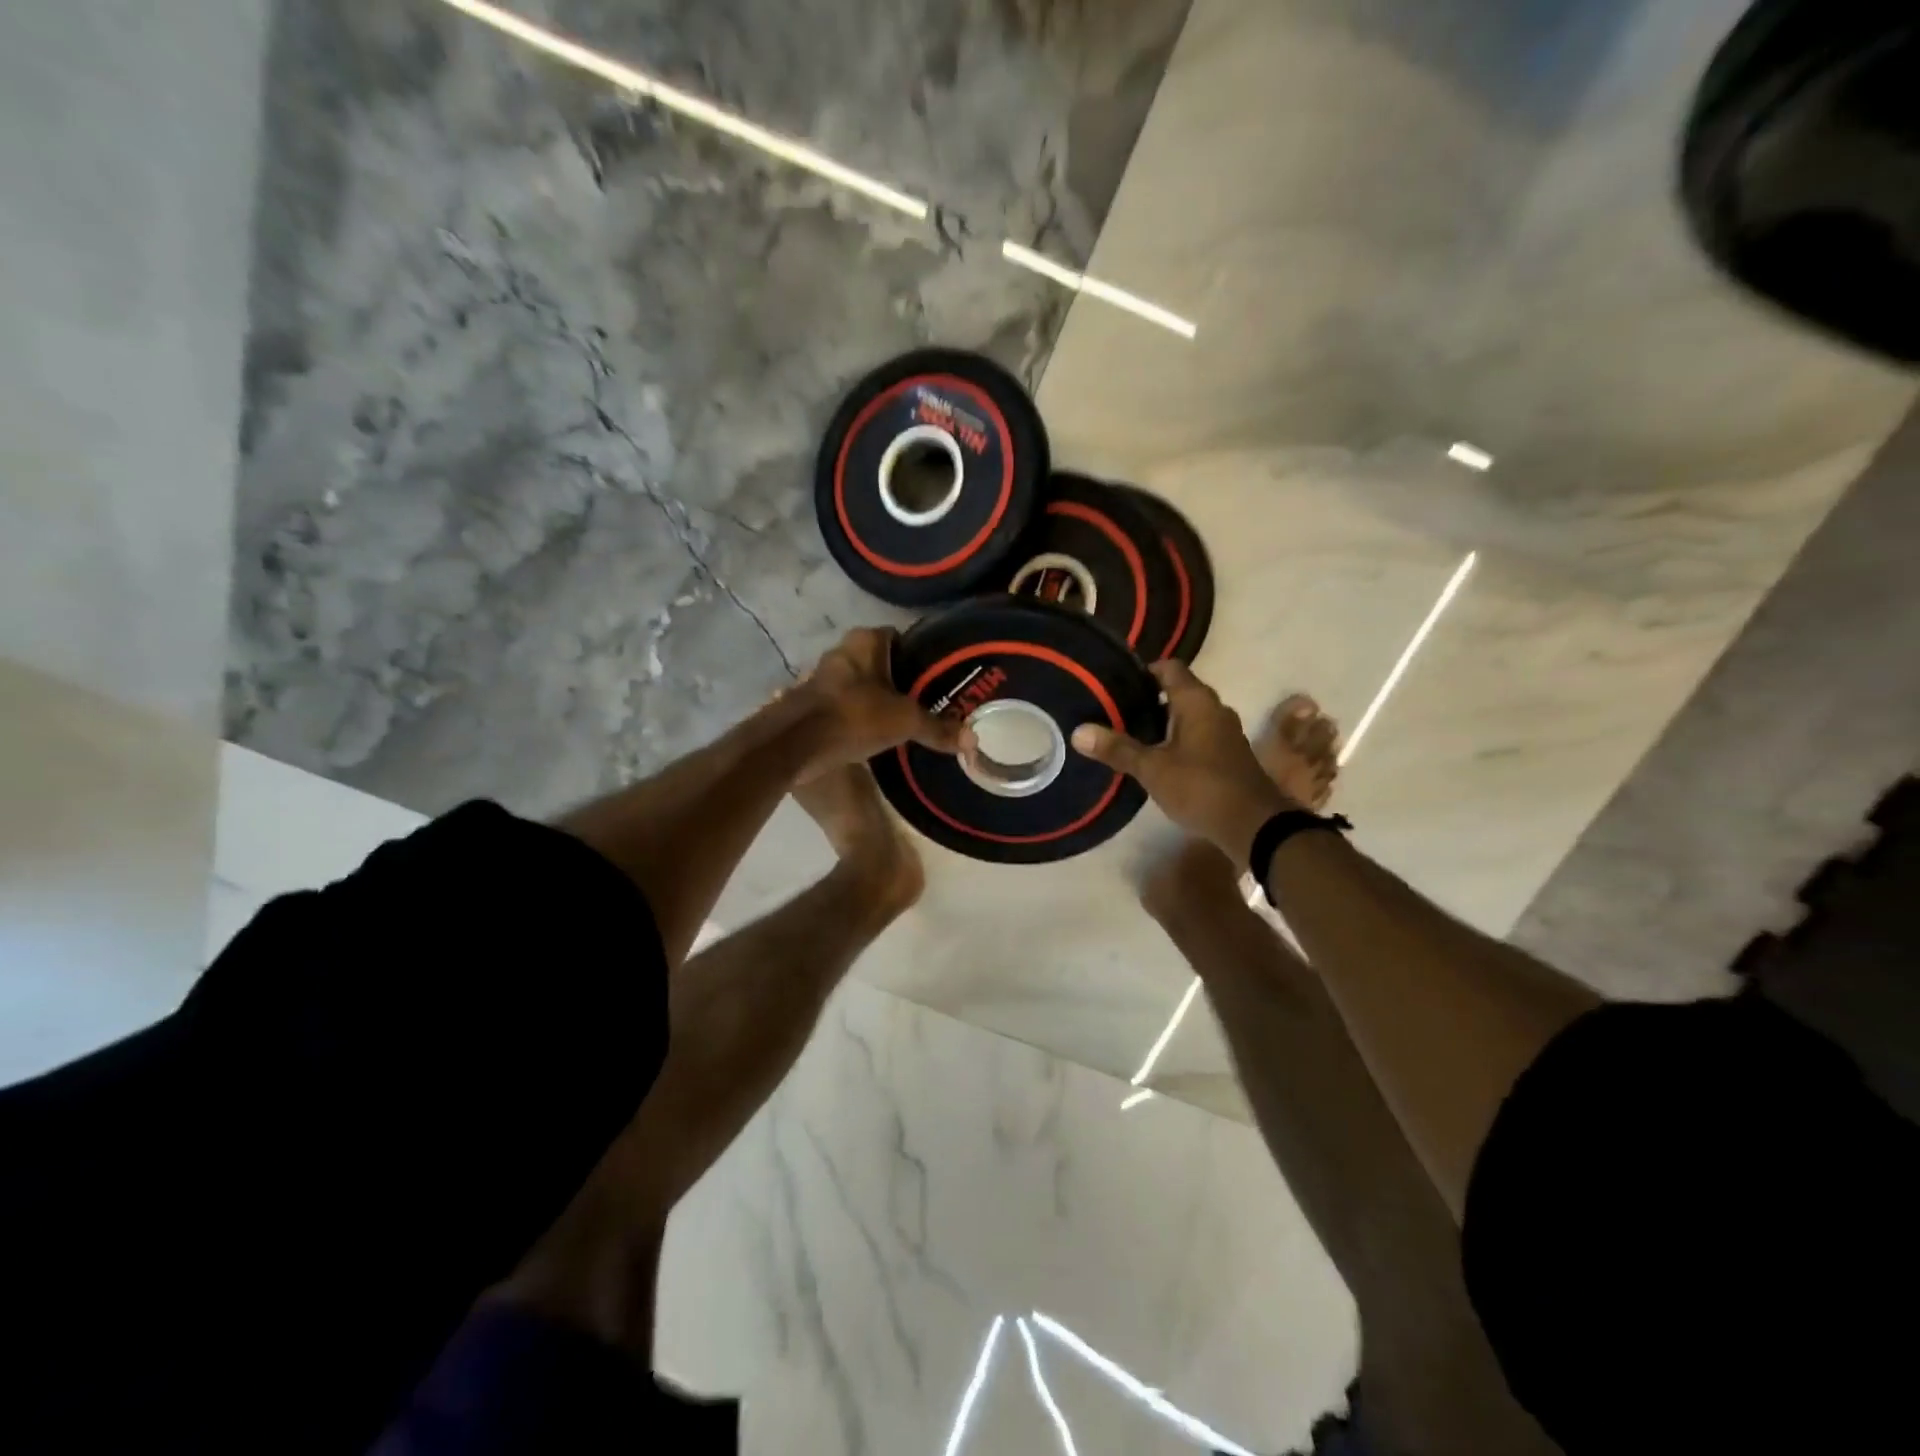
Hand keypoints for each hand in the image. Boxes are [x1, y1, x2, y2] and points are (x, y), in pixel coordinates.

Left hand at [791, 628, 970, 781]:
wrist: (796, 744)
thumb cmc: (854, 716)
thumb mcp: (905, 721)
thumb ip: (938, 728)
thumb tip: (973, 741)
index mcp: (865, 641)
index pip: (900, 637)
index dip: (919, 655)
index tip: (937, 676)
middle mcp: (842, 651)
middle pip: (881, 661)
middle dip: (900, 679)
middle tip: (927, 700)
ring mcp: (823, 676)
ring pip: (862, 684)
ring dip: (878, 698)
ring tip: (905, 719)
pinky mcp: (812, 702)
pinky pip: (846, 704)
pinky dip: (861, 715)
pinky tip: (877, 734)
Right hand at [1070, 660, 1293, 863]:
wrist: (1254, 825)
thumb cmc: (1201, 787)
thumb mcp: (1152, 769)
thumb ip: (1117, 749)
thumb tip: (1078, 731)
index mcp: (1197, 701)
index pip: (1169, 668)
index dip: (1144, 671)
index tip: (1116, 683)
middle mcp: (1215, 709)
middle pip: (1179, 691)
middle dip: (1149, 698)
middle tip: (1115, 709)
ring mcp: (1225, 733)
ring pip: (1189, 716)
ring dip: (1164, 722)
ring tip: (1130, 733)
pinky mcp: (1229, 755)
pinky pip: (1198, 736)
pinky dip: (1177, 740)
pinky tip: (1157, 758)